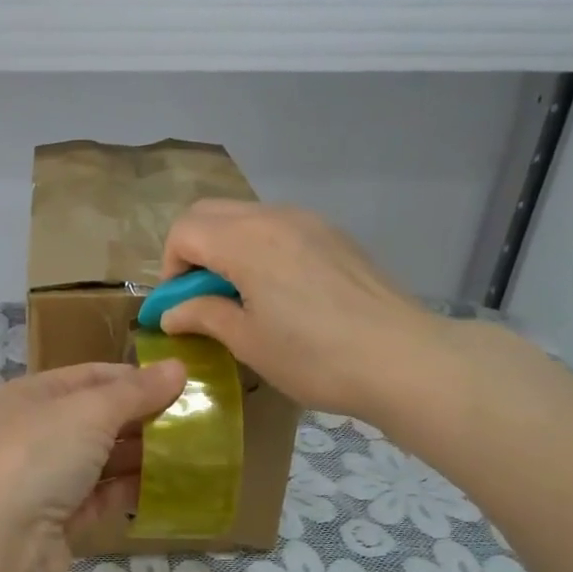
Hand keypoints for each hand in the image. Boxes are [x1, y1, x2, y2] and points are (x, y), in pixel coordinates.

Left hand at [0, 361, 186, 571]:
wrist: (1, 543)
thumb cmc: (40, 456)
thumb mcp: (91, 412)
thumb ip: (136, 391)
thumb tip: (178, 367)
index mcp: (34, 395)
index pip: (92, 376)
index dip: (136, 378)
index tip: (182, 384)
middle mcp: (37, 431)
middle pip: (100, 417)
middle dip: (145, 418)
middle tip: (196, 421)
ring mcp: (47, 476)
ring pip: (104, 458)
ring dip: (143, 455)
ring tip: (192, 452)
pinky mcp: (61, 517)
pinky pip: (103, 495)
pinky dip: (132, 489)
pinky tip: (170, 487)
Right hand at [160, 201, 447, 420]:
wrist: (402, 359)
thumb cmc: (314, 356)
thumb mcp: (248, 342)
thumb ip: (203, 316)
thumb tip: (170, 314)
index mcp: (245, 240)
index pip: (184, 231)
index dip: (170, 268)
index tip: (180, 306)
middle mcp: (274, 217)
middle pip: (210, 213)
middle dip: (192, 250)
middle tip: (201, 296)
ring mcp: (310, 221)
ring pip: (246, 216)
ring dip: (226, 247)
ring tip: (240, 296)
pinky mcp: (334, 235)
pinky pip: (279, 227)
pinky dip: (259, 248)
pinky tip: (279, 292)